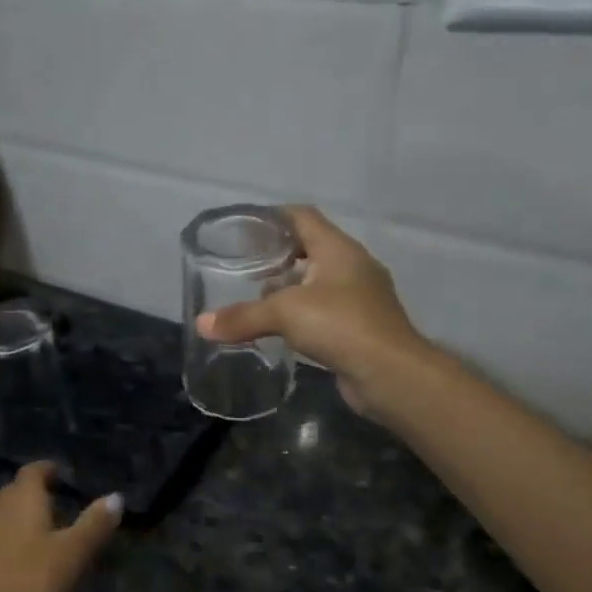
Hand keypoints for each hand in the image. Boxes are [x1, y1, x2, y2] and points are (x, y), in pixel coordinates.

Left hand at [0, 463, 121, 591]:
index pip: (33, 470)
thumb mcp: (73, 552)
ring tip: (45, 533)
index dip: (48, 470)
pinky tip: (23, 559)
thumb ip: (95, 522)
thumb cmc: (34, 580)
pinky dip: (10, 538)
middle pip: (16, 490)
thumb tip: (115, 497)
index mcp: (21, 497)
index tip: (62, 475)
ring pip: (3, 513)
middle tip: (61, 506)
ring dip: (22, 518)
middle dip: (37, 494)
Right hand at [196, 206, 427, 416]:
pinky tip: (279, 329)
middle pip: (310, 249)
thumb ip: (242, 316)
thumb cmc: (340, 325)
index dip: (273, 217)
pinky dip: (300, 314)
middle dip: (277, 256)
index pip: (303, 217)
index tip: (245, 228)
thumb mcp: (284, 313)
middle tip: (243, 267)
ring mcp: (360, 298)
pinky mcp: (360, 327)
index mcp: (338, 249)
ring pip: (317, 282)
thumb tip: (201, 325)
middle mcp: (352, 267)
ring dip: (289, 288)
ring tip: (255, 298)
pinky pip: (324, 310)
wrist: (390, 373)